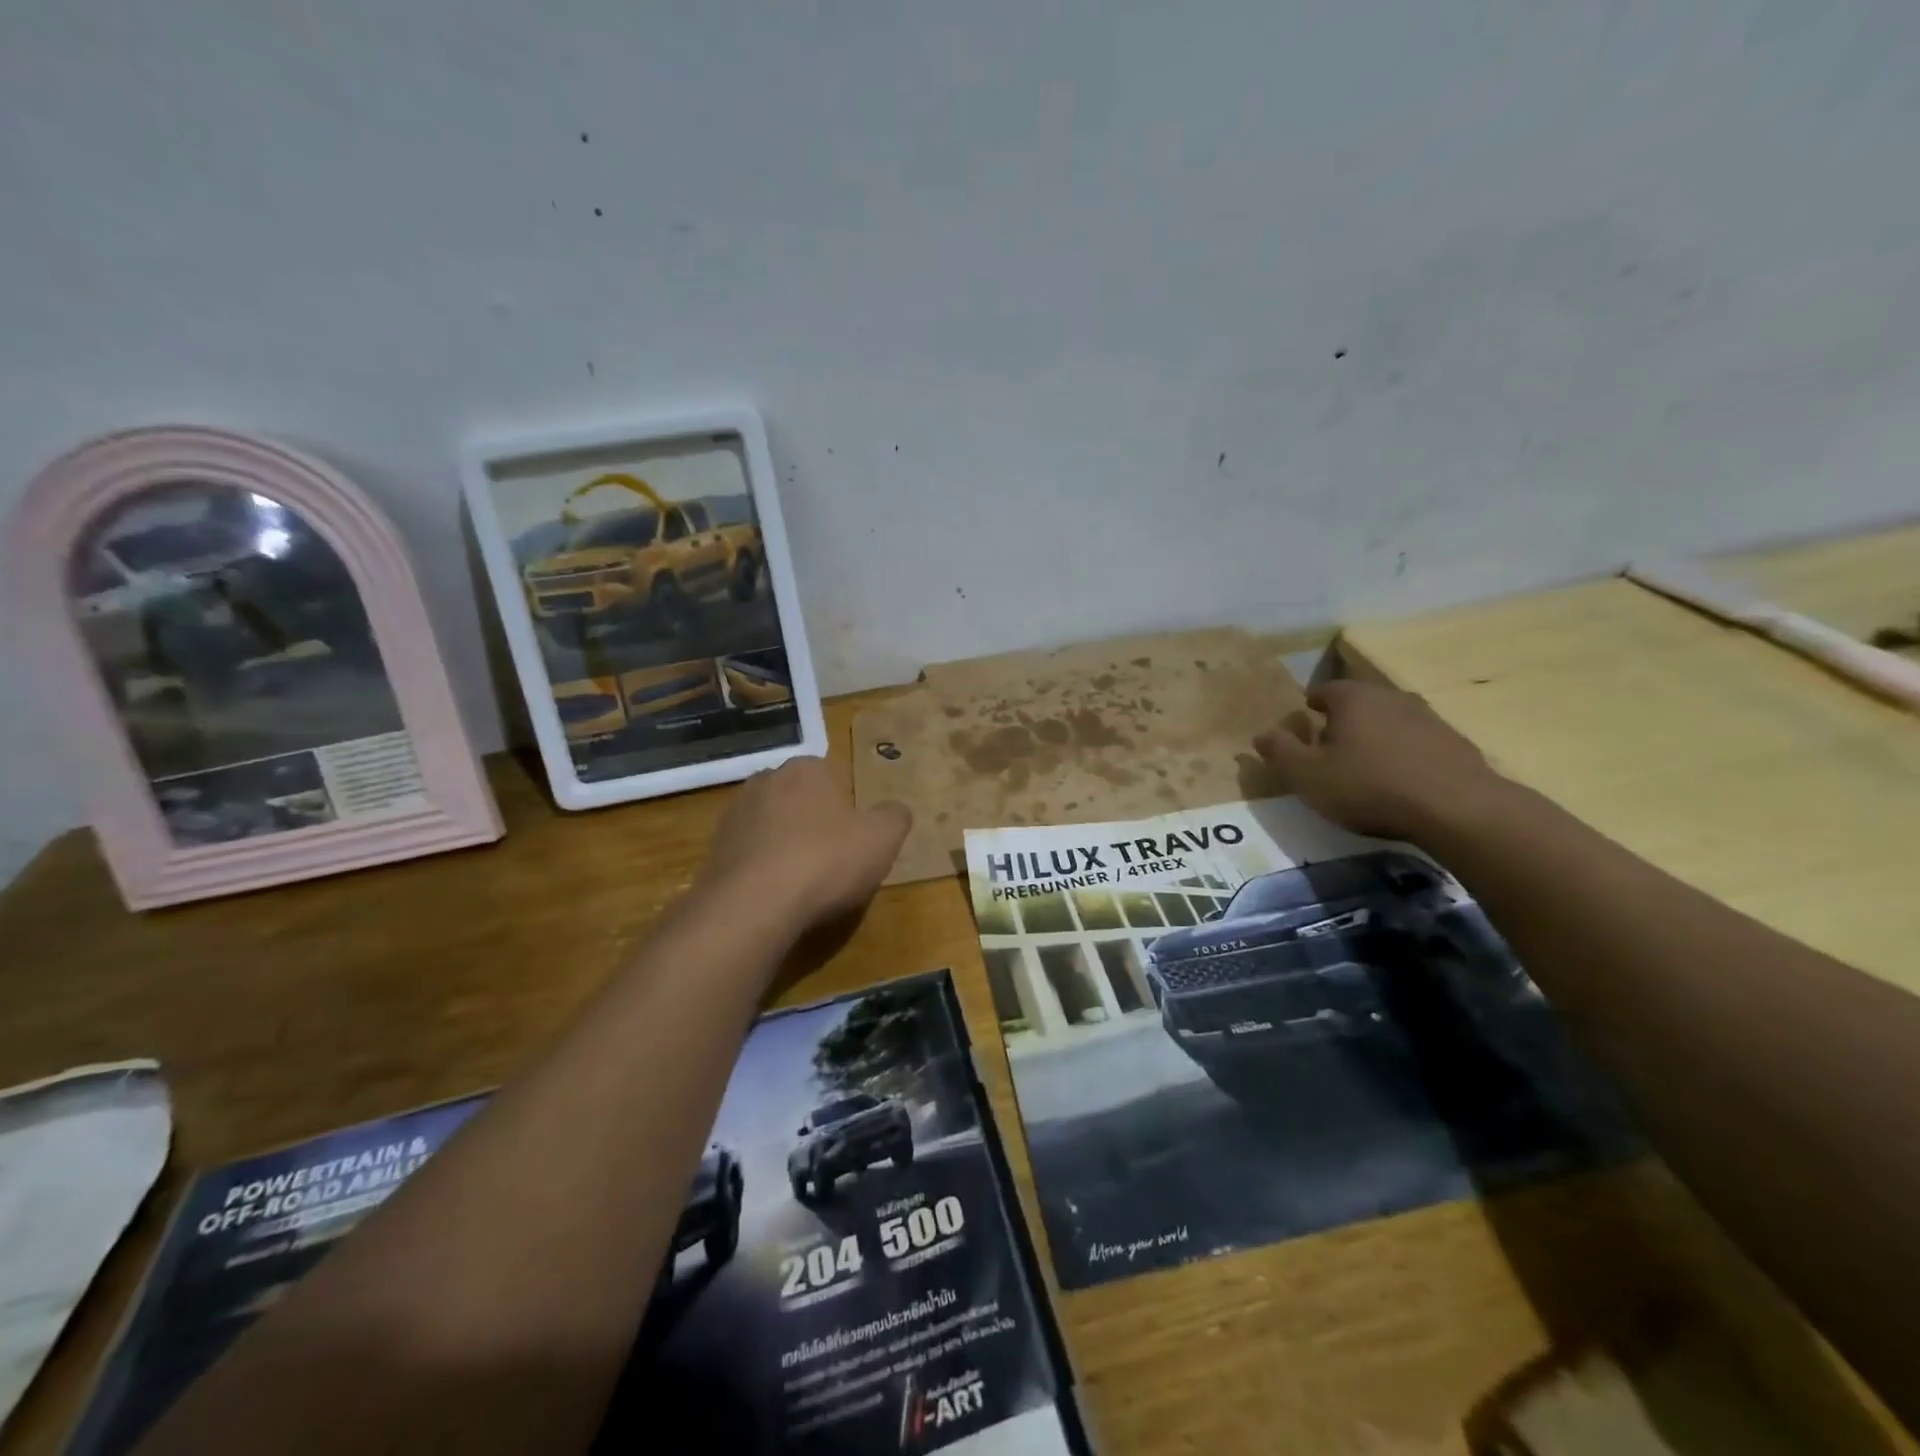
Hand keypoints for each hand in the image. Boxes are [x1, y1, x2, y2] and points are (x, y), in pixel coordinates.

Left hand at [696, 755, 911, 930]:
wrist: (753, 904)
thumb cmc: (827, 860)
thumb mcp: (882, 838)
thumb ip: (895, 817)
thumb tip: (896, 810)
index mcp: (808, 768)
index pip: (833, 775)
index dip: (847, 806)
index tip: (855, 837)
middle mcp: (767, 780)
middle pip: (800, 798)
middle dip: (814, 822)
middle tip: (833, 858)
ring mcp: (735, 814)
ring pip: (772, 825)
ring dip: (786, 845)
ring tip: (804, 883)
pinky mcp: (714, 849)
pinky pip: (750, 854)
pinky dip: (763, 869)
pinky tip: (776, 895)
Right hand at [1253, 679, 1510, 842]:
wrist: (1456, 808)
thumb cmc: (1368, 787)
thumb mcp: (1307, 775)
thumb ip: (1280, 752)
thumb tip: (1261, 734)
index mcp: (1352, 698)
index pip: (1324, 690)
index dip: (1309, 708)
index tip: (1304, 729)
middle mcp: (1390, 697)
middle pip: (1358, 703)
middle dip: (1342, 722)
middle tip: (1329, 750)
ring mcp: (1427, 717)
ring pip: (1389, 721)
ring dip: (1375, 738)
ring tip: (1365, 768)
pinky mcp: (1455, 743)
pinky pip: (1416, 742)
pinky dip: (1403, 755)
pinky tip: (1400, 782)